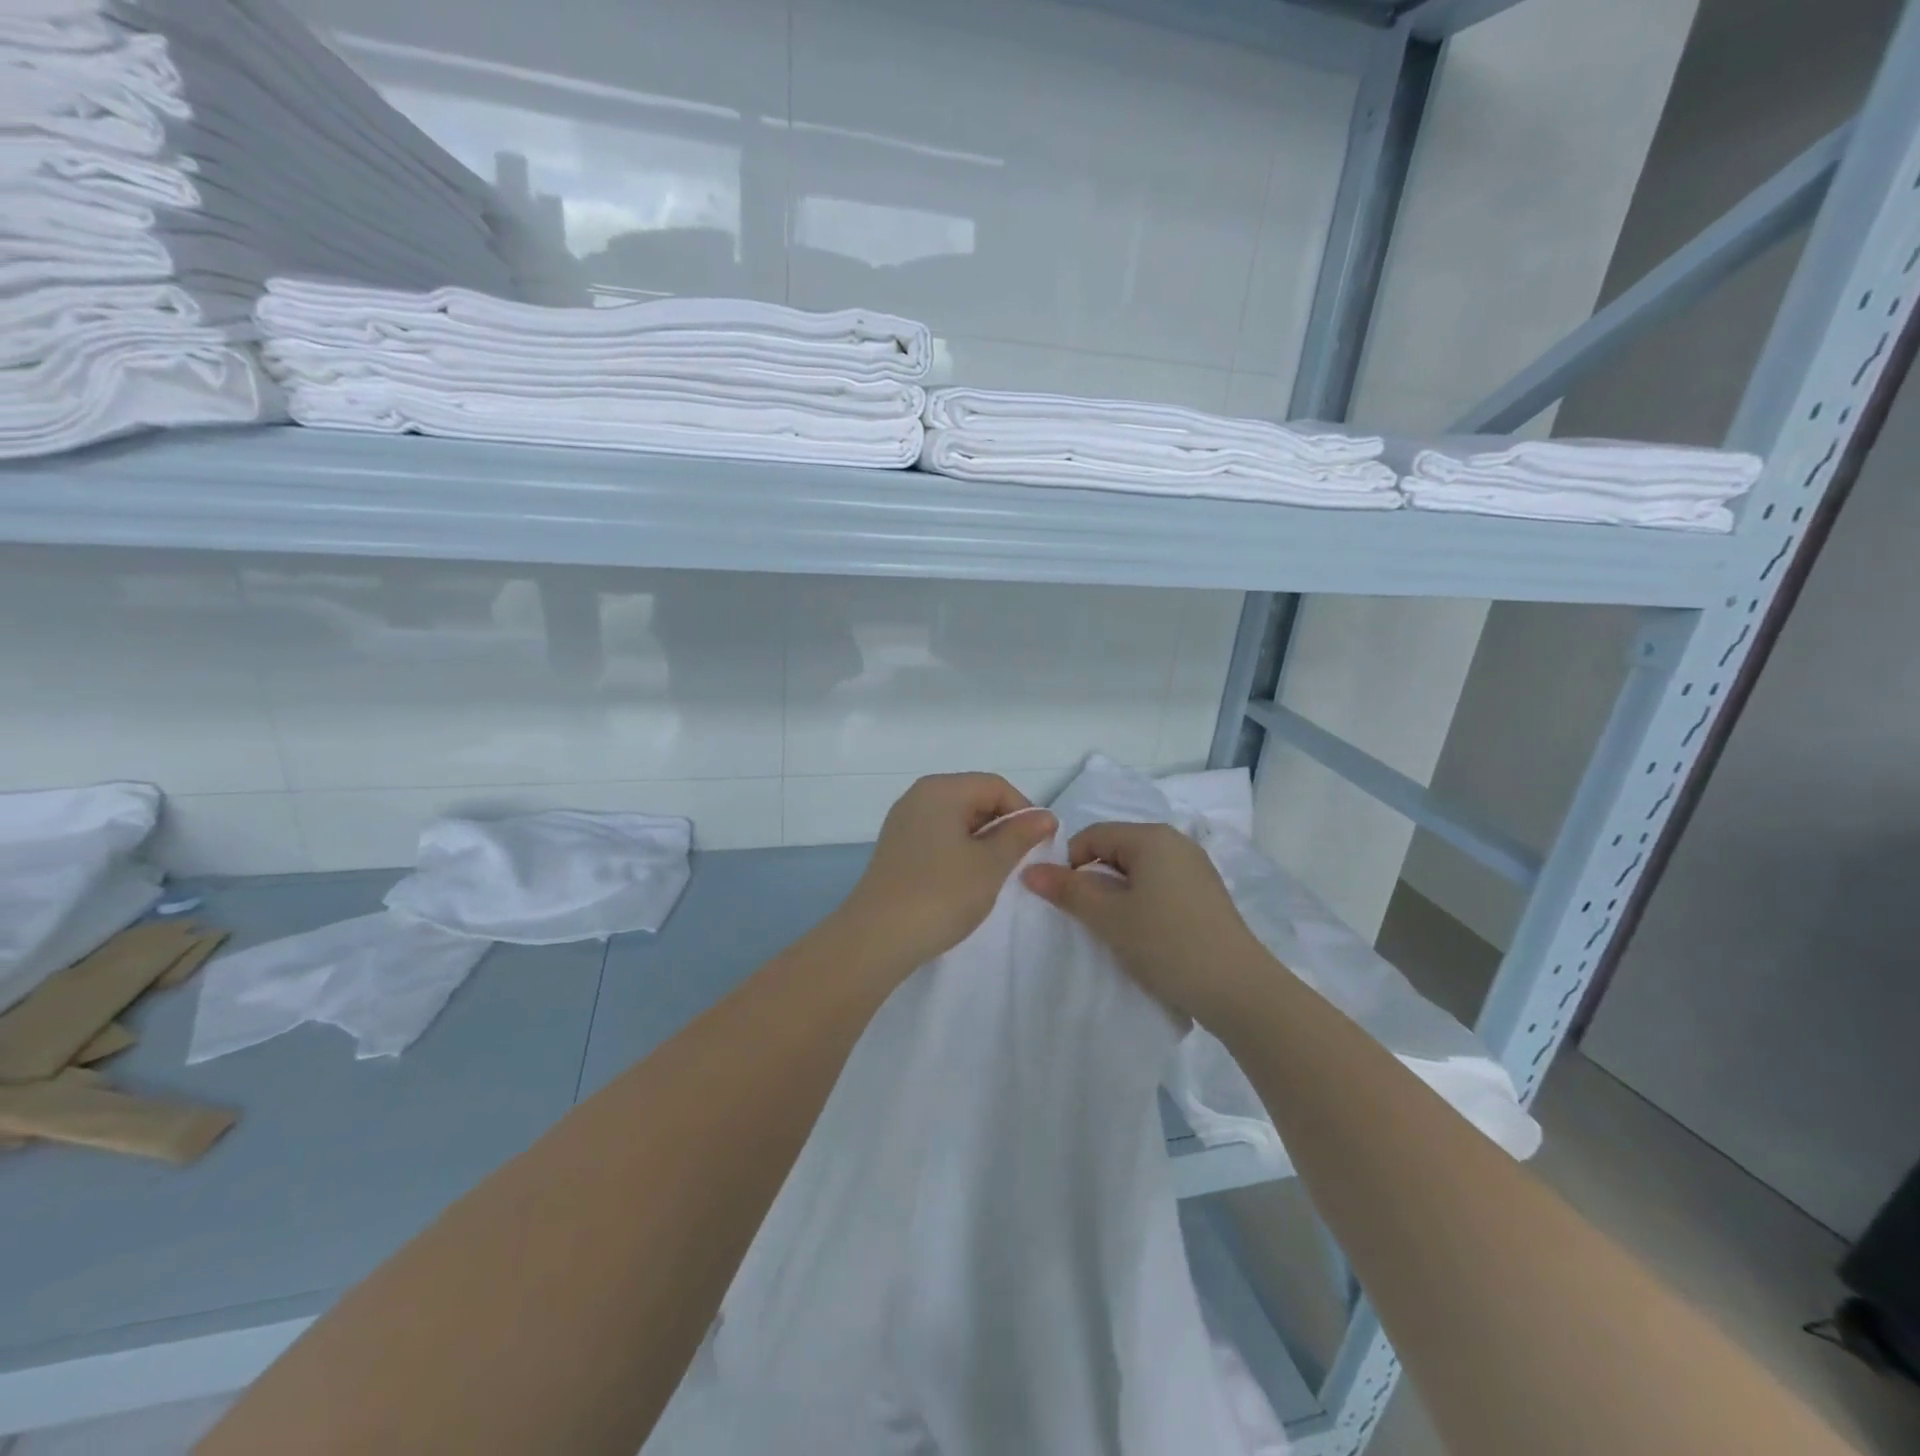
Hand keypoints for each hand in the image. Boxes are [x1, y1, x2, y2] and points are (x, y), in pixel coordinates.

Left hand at [840, 773, 1057, 972]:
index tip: (1039, 845)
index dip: (1024, 811)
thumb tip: (1045, 816)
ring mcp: (903, 822)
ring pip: (956, 819)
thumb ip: (1019, 835)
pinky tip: (966, 881)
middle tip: (1019, 862)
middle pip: (974, 797)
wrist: (877, 938)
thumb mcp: (990, 864)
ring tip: (994, 874)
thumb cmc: (941, 894)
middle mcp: (919, 796)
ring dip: (982, 841)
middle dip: (1002, 826)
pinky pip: (938, 836)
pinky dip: (959, 851)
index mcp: (941, 789)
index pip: (996, 786)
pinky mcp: (897, 848)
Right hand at [1021, 821, 1268, 1023]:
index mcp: (1152, 837)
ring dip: (1117, 895)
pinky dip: (1142, 904)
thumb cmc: (1167, 943)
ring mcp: (1195, 869)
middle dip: (1094, 880)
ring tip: (1115, 930)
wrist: (1238, 990)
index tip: (1066, 902)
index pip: (1092, 835)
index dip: (1070, 864)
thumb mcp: (1109, 917)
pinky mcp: (1206, 895)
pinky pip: (1159, 886)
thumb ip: (1068, 890)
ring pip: (1138, 871)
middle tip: (1087, 919)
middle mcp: (1176, 843)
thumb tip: (1030, 871)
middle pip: (1116, 850)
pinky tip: (1145, 936)